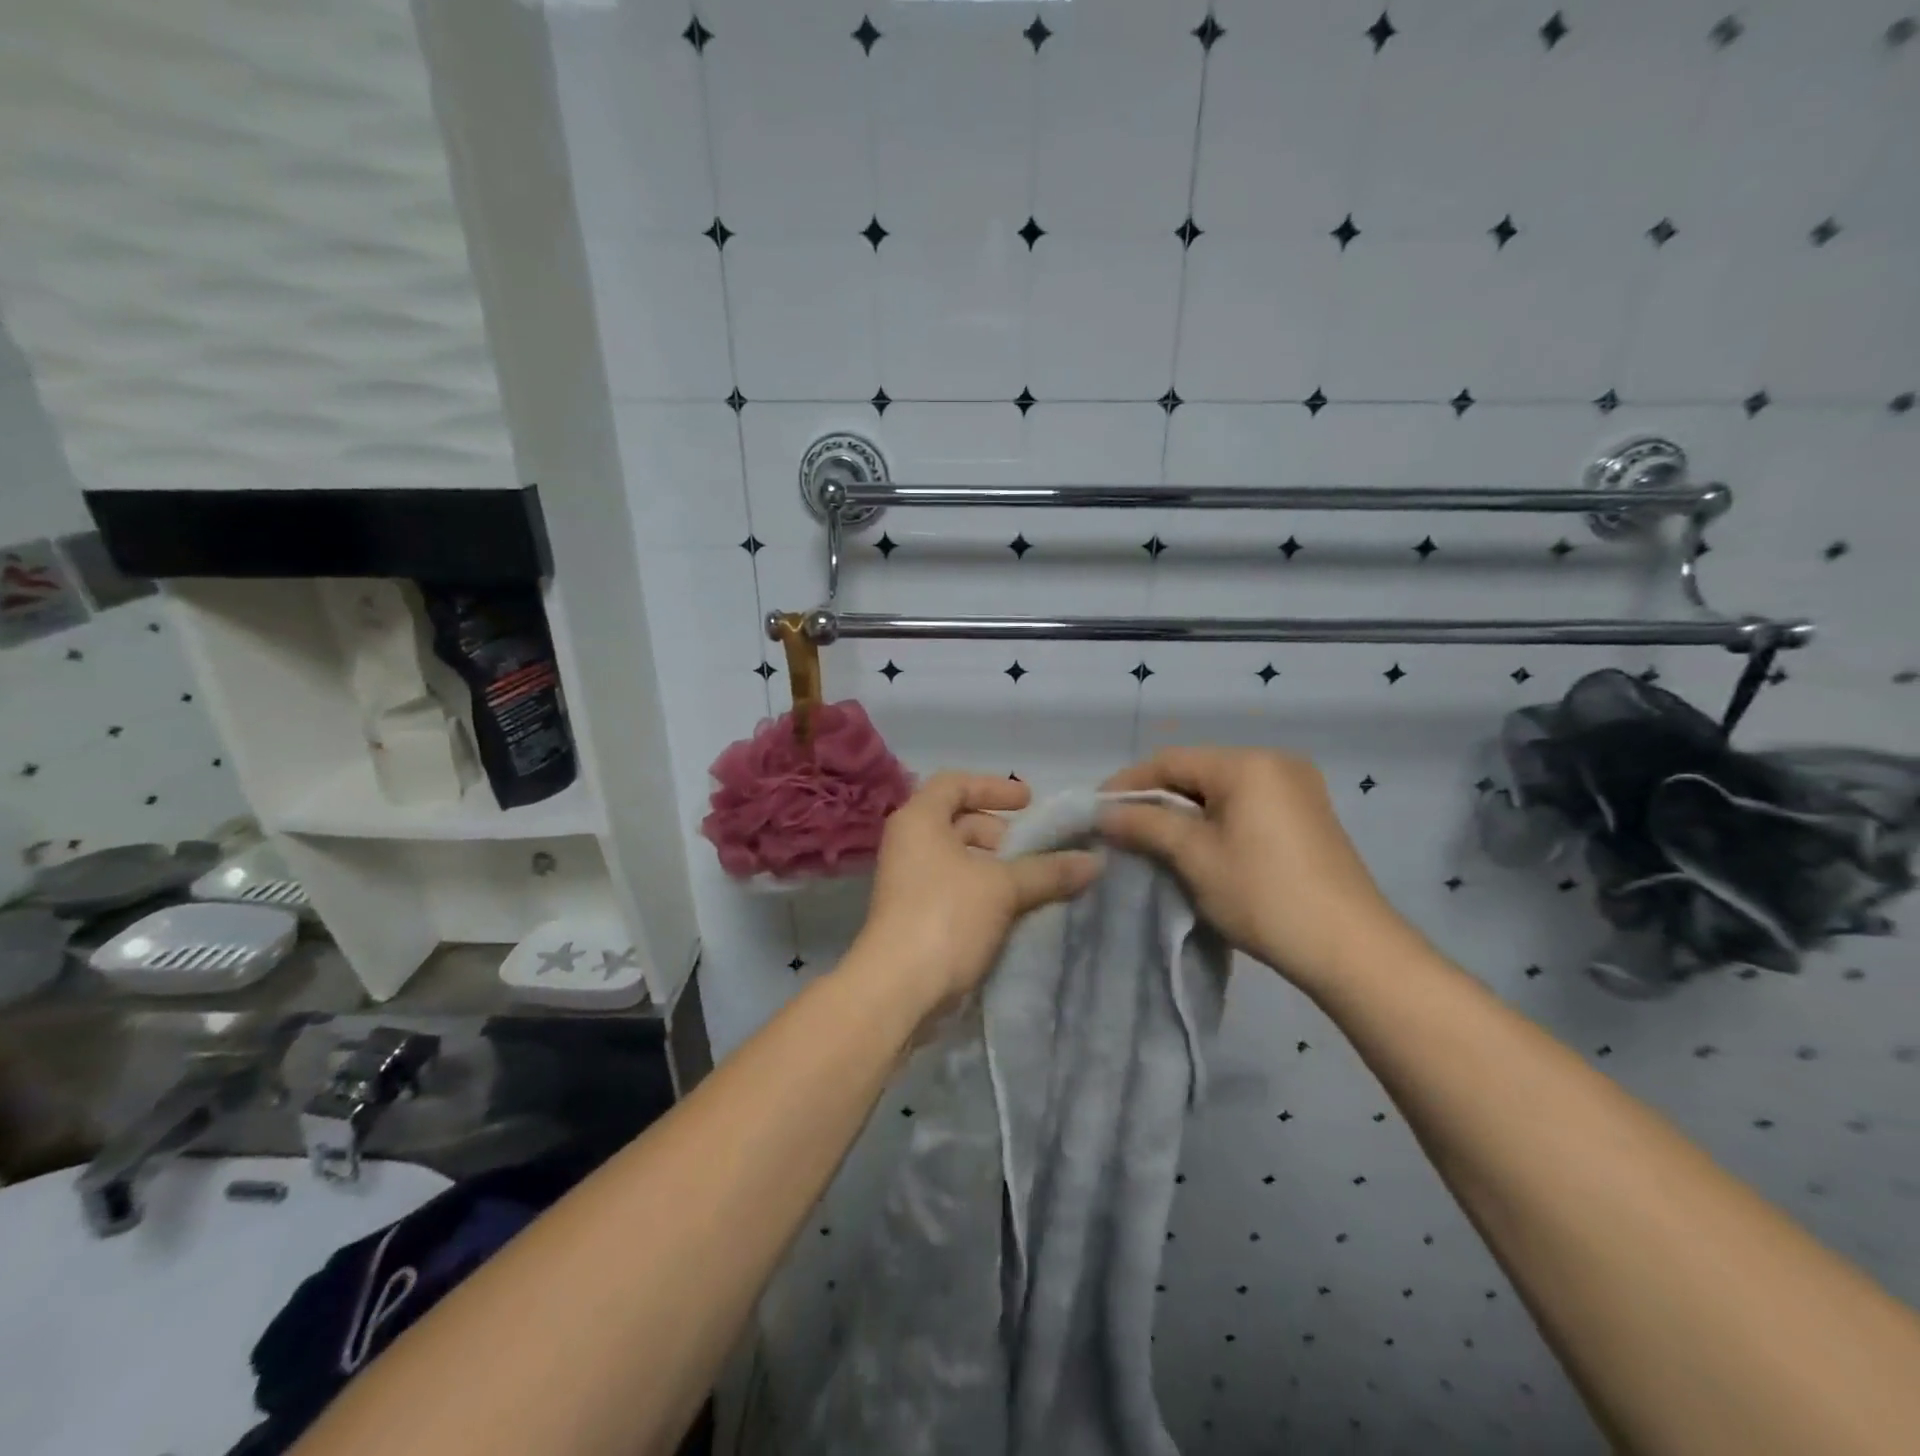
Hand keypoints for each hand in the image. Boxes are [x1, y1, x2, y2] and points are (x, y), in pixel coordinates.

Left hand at [851, 773, 1101, 1019]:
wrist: (898, 990)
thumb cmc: (945, 917)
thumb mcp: (1002, 888)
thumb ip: (1047, 870)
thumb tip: (1093, 861)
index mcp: (920, 820)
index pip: (955, 783)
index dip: (993, 787)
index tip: (1029, 802)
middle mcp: (910, 843)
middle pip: (959, 822)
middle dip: (1001, 833)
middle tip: (1036, 850)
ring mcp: (910, 881)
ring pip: (960, 859)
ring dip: (998, 867)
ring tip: (1035, 883)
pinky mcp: (917, 915)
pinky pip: (957, 889)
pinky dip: (986, 891)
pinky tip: (1018, 910)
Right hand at [1101, 747, 1407, 989]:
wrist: (1350, 949)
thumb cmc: (1264, 895)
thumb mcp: (1195, 857)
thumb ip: (1146, 825)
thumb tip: (1103, 812)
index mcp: (1249, 763)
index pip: (1171, 760)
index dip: (1128, 783)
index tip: (1096, 810)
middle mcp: (1275, 762)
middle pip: (1197, 771)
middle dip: (1156, 798)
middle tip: (1120, 828)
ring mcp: (1297, 788)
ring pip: (1221, 790)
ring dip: (1183, 811)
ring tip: (1151, 839)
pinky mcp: (1307, 816)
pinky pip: (1246, 805)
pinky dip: (1214, 820)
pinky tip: (1196, 846)